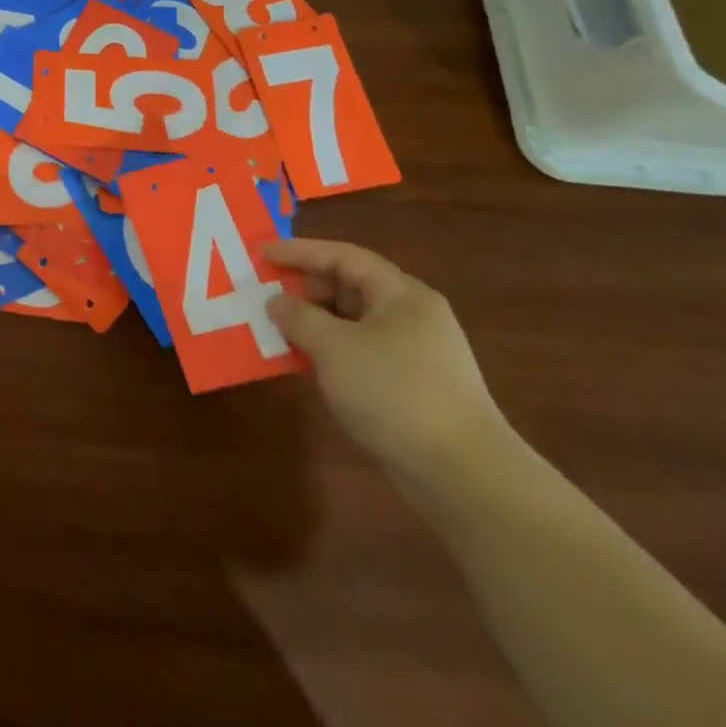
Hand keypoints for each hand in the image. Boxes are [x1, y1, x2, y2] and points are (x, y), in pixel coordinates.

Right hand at [264, 239, 511, 491]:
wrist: (463, 475)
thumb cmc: (395, 392)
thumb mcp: (334, 346)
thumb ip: (298, 316)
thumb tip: (276, 301)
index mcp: (402, 295)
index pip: (344, 257)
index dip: (300, 251)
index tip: (262, 253)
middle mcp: (412, 317)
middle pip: (350, 286)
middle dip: (305, 287)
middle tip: (265, 294)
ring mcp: (414, 354)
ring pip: (353, 322)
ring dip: (313, 322)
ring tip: (276, 328)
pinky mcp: (411, 387)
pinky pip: (359, 352)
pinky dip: (329, 350)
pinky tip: (304, 363)